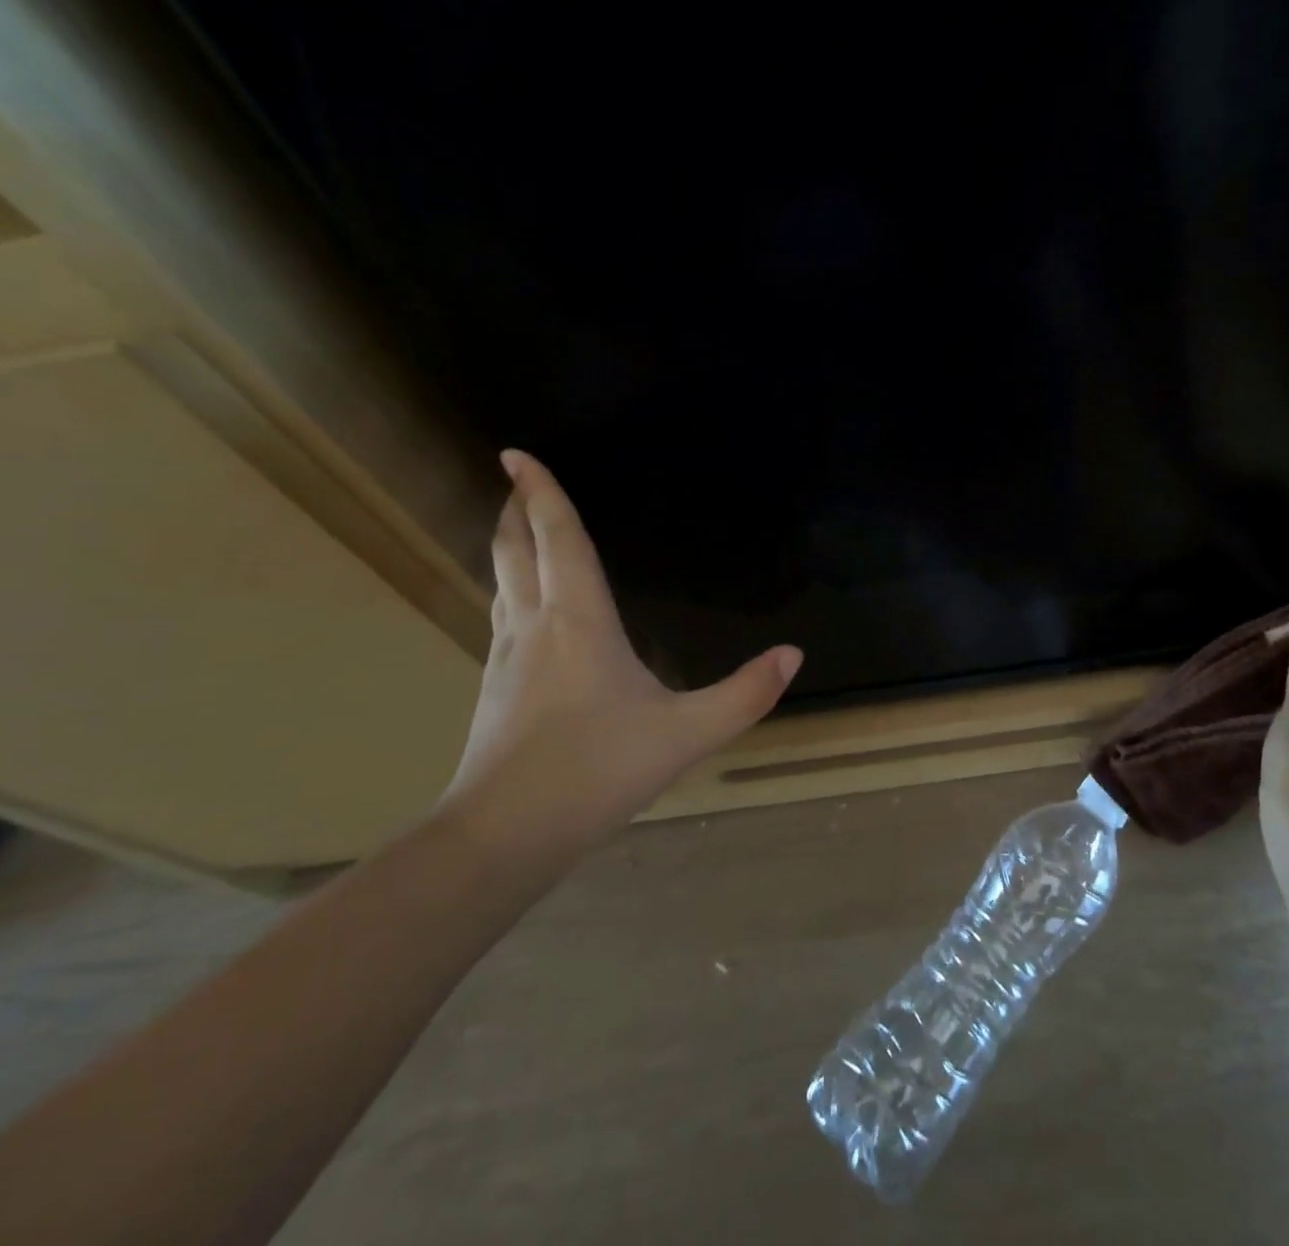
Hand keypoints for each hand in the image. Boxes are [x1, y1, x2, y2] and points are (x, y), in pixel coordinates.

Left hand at [440, 450, 801, 866]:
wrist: (503, 834)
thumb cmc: (596, 770)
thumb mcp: (687, 734)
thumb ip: (746, 694)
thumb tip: (794, 655)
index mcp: (578, 620)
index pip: (558, 539)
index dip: (542, 492)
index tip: (516, 453)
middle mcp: (536, 625)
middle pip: (517, 551)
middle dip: (516, 510)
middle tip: (515, 479)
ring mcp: (507, 657)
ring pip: (502, 582)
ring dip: (509, 546)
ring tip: (518, 528)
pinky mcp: (495, 687)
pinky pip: (503, 615)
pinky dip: (511, 588)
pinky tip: (525, 608)